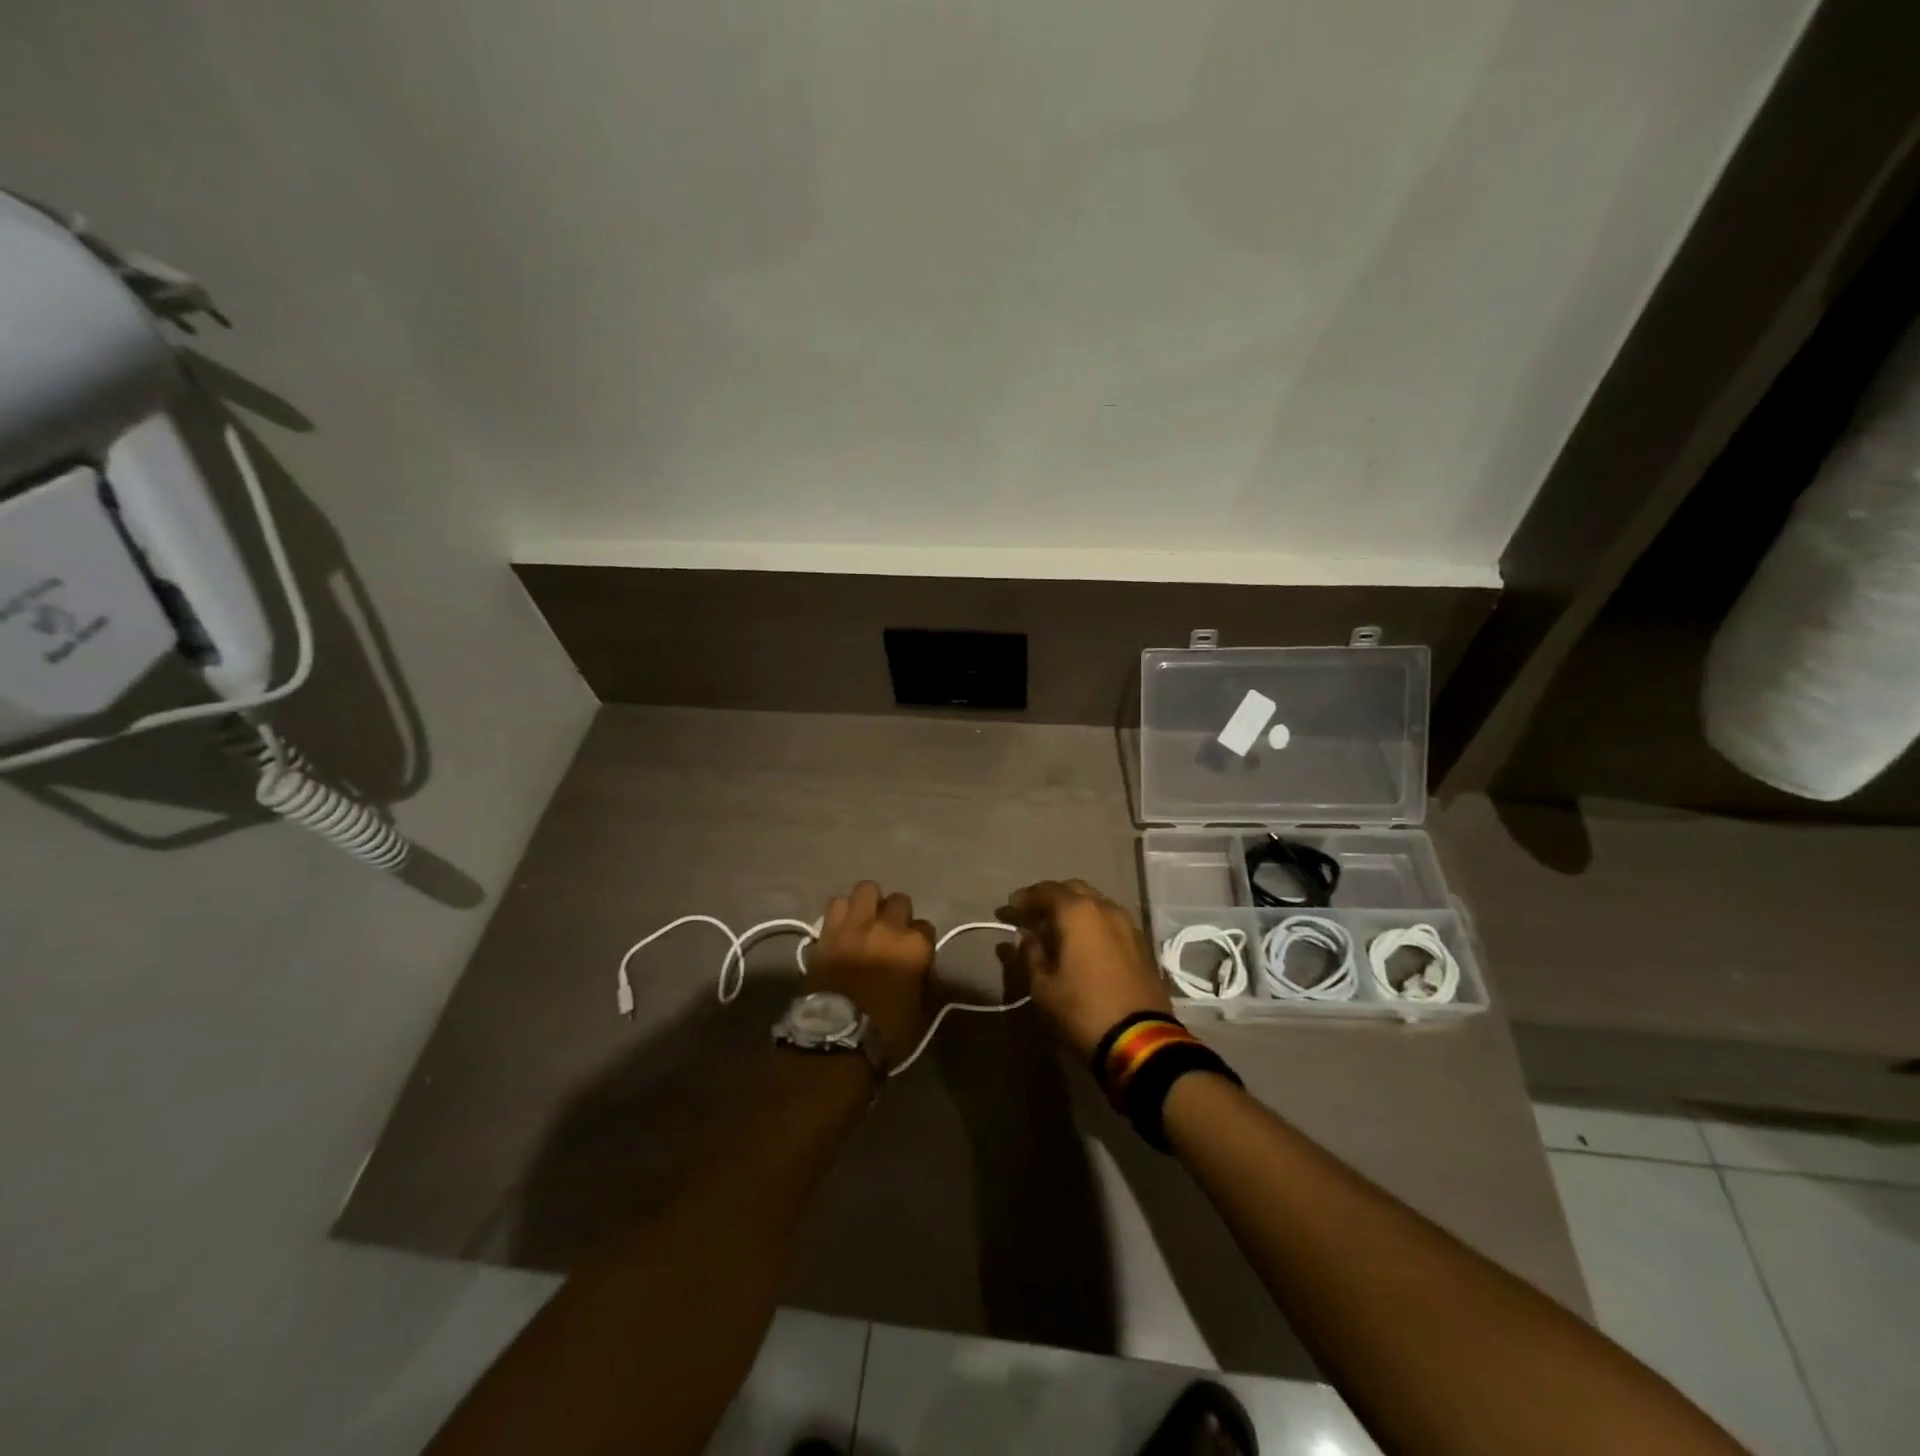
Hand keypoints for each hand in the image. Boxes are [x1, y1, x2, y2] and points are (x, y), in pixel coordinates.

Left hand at [805, 881, 935, 1067]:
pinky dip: (841, 911)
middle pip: (899, 900)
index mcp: (915, 946)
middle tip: (890, 933)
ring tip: (865, 920)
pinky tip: (843, 925)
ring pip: (866, 889)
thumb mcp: (919, 1012)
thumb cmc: (885, 1030)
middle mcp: (888, 927)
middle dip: (897, 914)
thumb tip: (922, 972)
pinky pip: (836, 904)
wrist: (836, 1037)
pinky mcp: (828, 930)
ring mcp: (856, 924)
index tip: (915, 954)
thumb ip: (924, 982)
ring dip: (868, 903)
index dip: (921, 941)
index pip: (927, 928)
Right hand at [996, 879, 1171, 1060]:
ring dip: (1074, 910)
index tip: (1009, 908)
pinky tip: (1083, 942)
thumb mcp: (1043, 986)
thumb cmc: (1082, 1009)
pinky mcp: (1141, 944)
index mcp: (1078, 912)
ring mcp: (1128, 924)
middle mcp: (1105, 908)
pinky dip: (1093, 924)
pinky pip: (1110, 921)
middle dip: (1050, 898)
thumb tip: (1025, 935)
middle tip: (1032, 915)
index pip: (1045, 891)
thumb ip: (1030, 953)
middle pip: (1073, 890)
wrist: (1140, 1040)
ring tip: (1057, 929)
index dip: (1024, 898)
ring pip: (1096, 903)